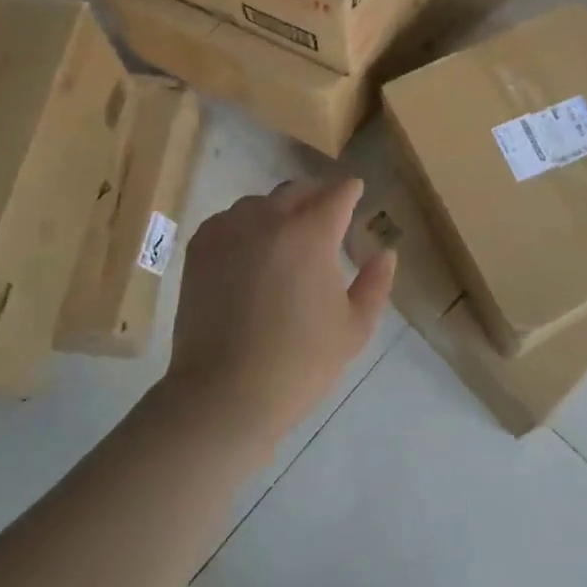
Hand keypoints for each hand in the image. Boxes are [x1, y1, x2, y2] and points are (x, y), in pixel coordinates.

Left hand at [166, 178, 395, 452]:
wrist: (223, 395)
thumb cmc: (299, 364)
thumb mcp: (354, 328)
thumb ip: (376, 284)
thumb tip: (386, 253)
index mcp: (313, 233)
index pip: (338, 194)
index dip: (351, 191)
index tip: (356, 193)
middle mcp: (271, 219)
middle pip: (299, 190)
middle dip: (317, 196)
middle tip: (325, 215)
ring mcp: (231, 230)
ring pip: (261, 202)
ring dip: (279, 210)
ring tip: (285, 235)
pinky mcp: (201, 248)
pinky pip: (229, 219)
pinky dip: (245, 225)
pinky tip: (250, 249)